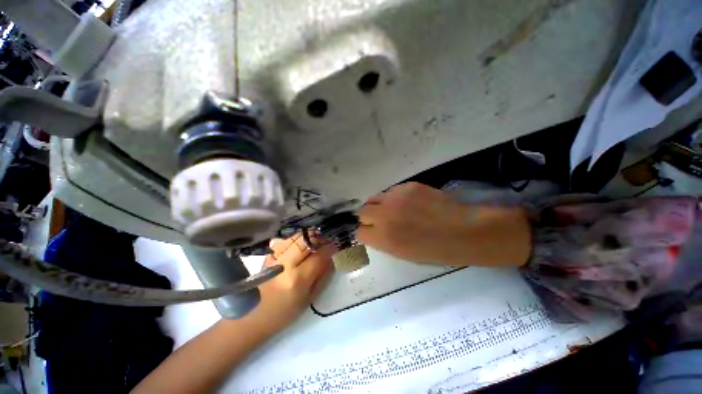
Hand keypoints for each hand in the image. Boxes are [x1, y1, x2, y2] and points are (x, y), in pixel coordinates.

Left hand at [245, 234, 334, 333]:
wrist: (255, 315)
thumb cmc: (285, 313)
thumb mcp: (310, 298)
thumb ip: (323, 275)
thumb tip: (331, 257)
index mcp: (297, 279)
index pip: (318, 256)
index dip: (329, 248)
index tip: (336, 244)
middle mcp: (285, 265)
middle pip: (305, 241)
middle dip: (319, 237)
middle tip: (326, 239)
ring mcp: (274, 258)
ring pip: (294, 237)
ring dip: (308, 236)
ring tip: (315, 240)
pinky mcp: (268, 256)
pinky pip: (285, 240)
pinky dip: (295, 239)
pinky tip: (300, 243)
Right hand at [356, 182, 530, 266]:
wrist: (464, 231)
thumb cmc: (435, 250)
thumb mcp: (403, 254)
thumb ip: (382, 241)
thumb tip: (373, 231)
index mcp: (383, 238)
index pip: (359, 232)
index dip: (365, 232)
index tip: (372, 232)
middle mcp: (384, 216)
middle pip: (362, 212)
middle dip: (368, 217)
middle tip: (381, 219)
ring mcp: (395, 198)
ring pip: (373, 198)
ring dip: (379, 205)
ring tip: (393, 210)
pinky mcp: (407, 186)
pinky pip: (391, 191)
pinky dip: (393, 198)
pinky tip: (408, 203)